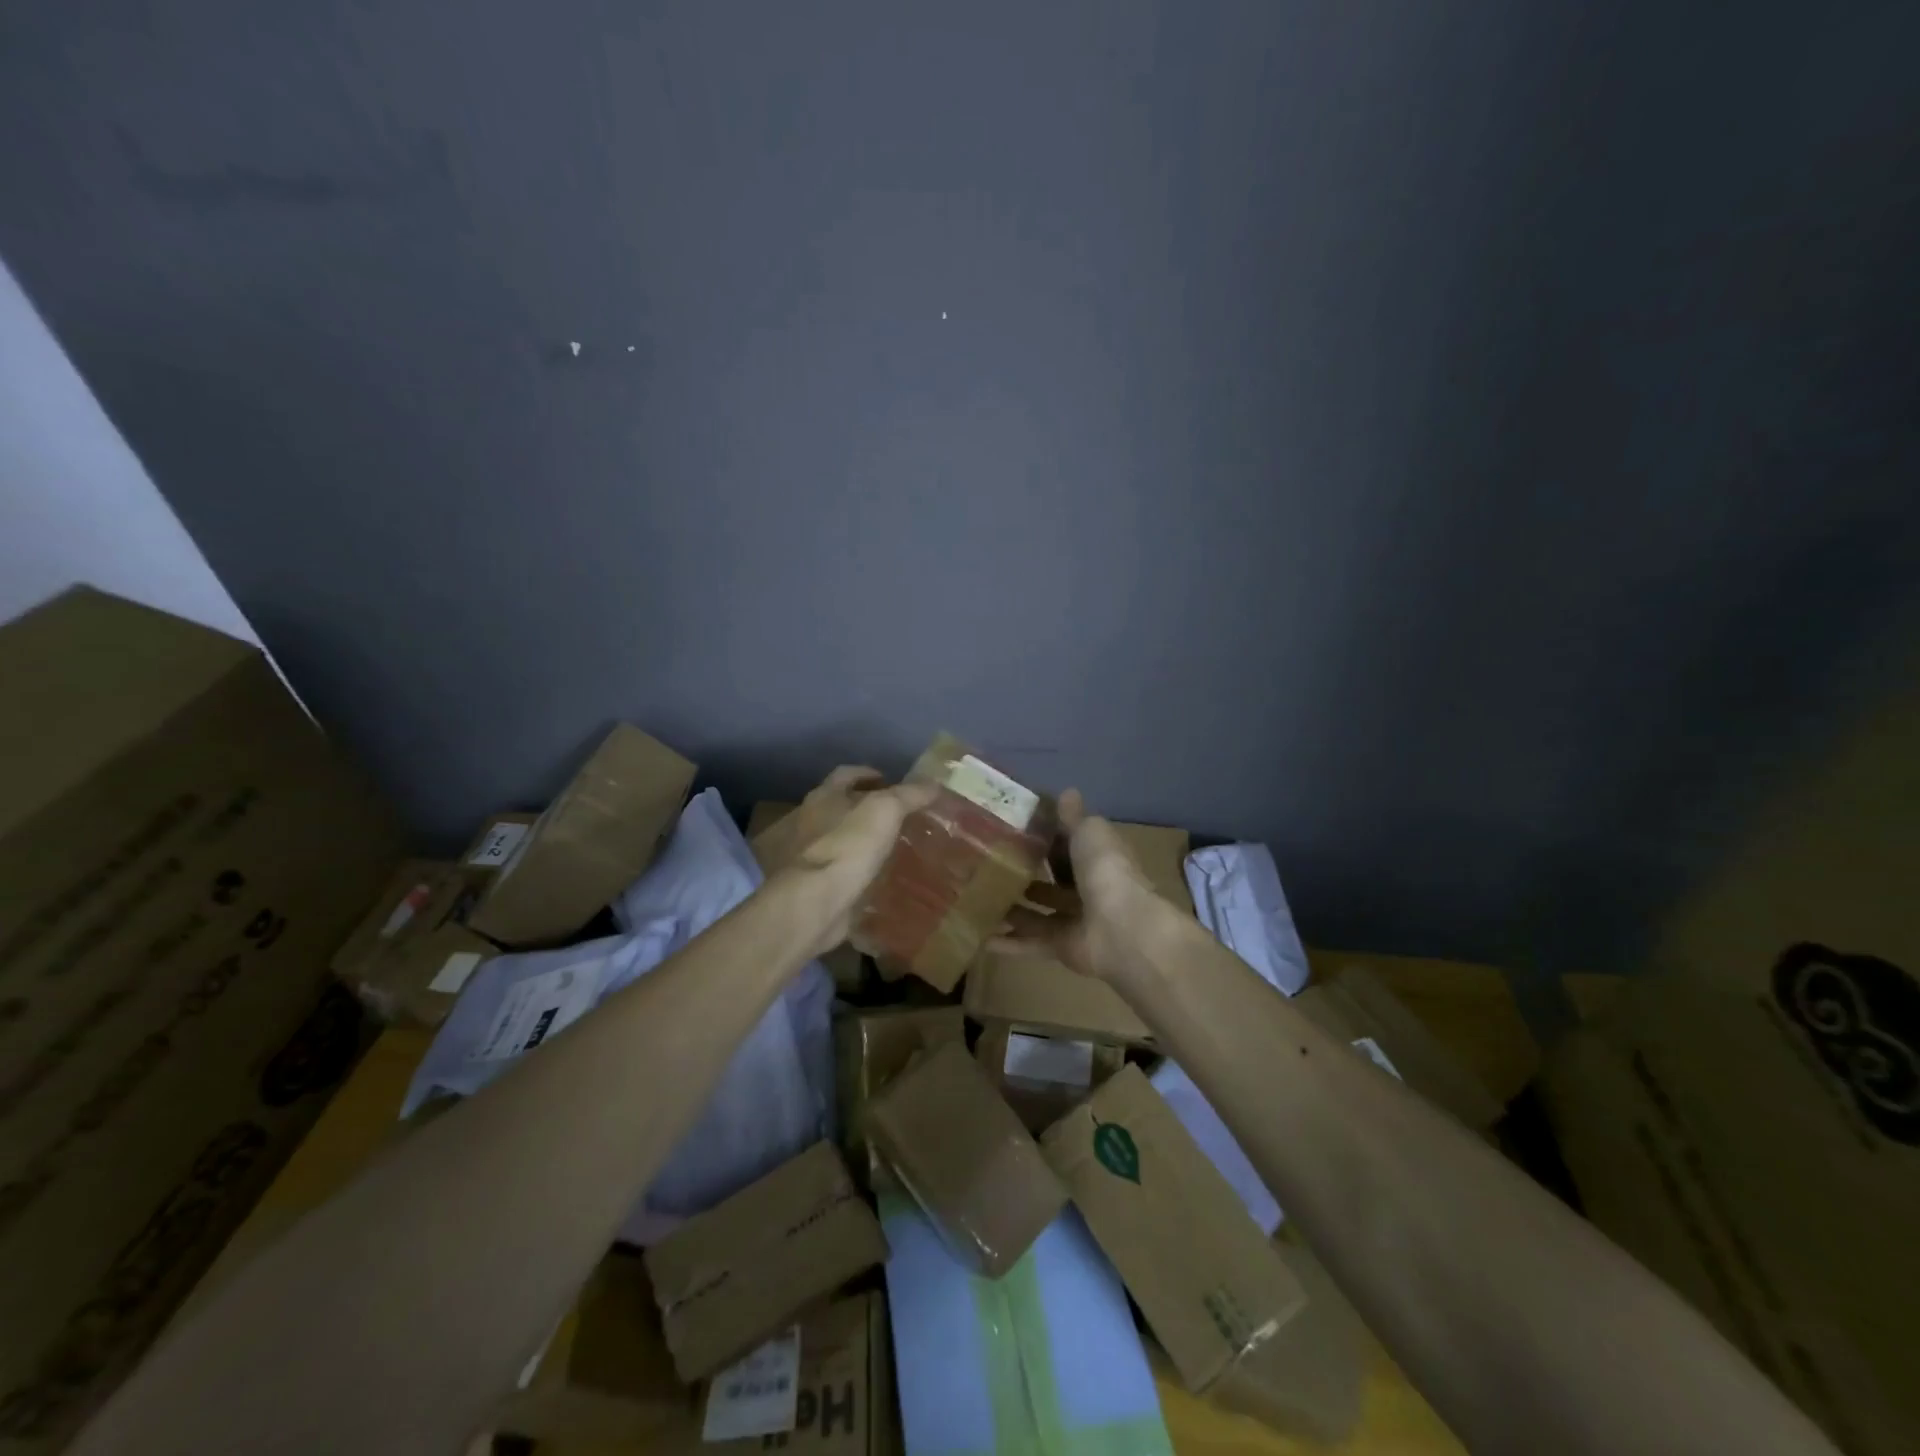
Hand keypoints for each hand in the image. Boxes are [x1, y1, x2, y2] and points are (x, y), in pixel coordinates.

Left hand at [757, 766, 937, 956]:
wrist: (813, 903)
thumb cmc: (847, 846)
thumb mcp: (886, 811)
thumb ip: (909, 795)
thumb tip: (934, 783)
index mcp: (823, 797)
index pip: (845, 774)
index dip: (868, 773)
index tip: (890, 780)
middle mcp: (807, 822)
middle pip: (837, 807)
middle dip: (863, 809)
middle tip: (895, 817)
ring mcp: (805, 857)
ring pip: (837, 841)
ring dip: (859, 842)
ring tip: (889, 849)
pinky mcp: (811, 887)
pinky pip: (837, 873)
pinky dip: (854, 872)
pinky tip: (876, 880)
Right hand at [993, 788, 1159, 981]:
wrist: (1121, 927)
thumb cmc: (1105, 869)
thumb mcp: (1089, 832)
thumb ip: (1073, 818)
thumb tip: (1067, 792)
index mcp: (1096, 857)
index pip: (1066, 845)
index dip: (1042, 838)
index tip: (1008, 829)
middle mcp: (1086, 888)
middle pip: (1050, 879)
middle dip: (1023, 873)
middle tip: (983, 864)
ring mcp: (1074, 919)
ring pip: (1036, 912)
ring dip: (1010, 907)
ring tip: (974, 897)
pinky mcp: (1061, 947)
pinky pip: (1029, 943)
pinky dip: (1006, 942)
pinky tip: (979, 937)